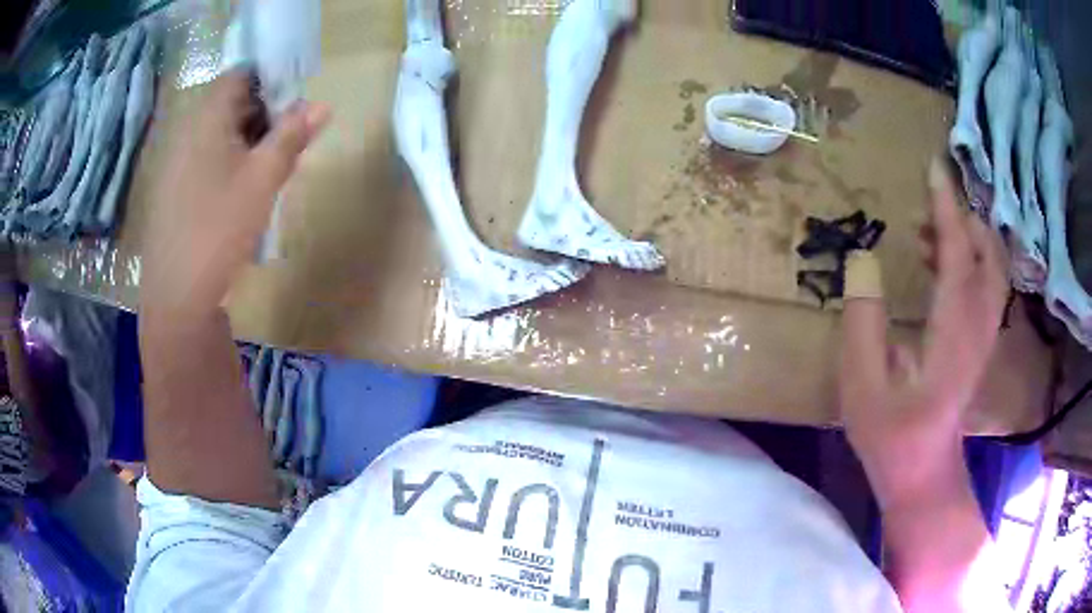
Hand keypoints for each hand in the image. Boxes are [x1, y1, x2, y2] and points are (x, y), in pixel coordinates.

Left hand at [140, 70, 328, 315]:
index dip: (270, 79)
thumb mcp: (263, 179)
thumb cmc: (220, 228)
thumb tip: (321, 105)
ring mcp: (175, 162)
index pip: (240, 75)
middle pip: (229, 103)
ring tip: (267, 170)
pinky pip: (203, 159)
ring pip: (217, 134)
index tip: (294, 102)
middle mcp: (187, 131)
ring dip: (246, 140)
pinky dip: (226, 162)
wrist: (176, 296)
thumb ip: (292, 136)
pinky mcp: (171, 190)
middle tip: (287, 139)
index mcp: (207, 118)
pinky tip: (239, 193)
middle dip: (263, 113)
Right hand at [839, 159, 1007, 508]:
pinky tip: (943, 261)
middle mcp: (978, 325)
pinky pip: (988, 283)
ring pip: (993, 266)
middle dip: (963, 218)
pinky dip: (973, 257)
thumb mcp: (862, 385)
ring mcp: (984, 333)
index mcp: (951, 333)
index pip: (958, 254)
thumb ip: (863, 320)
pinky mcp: (982, 340)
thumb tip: (863, 259)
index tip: (934, 167)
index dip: (947, 208)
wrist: (923, 473)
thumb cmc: (890, 436)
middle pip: (988, 253)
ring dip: (968, 236)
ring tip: (929, 231)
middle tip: (927, 207)